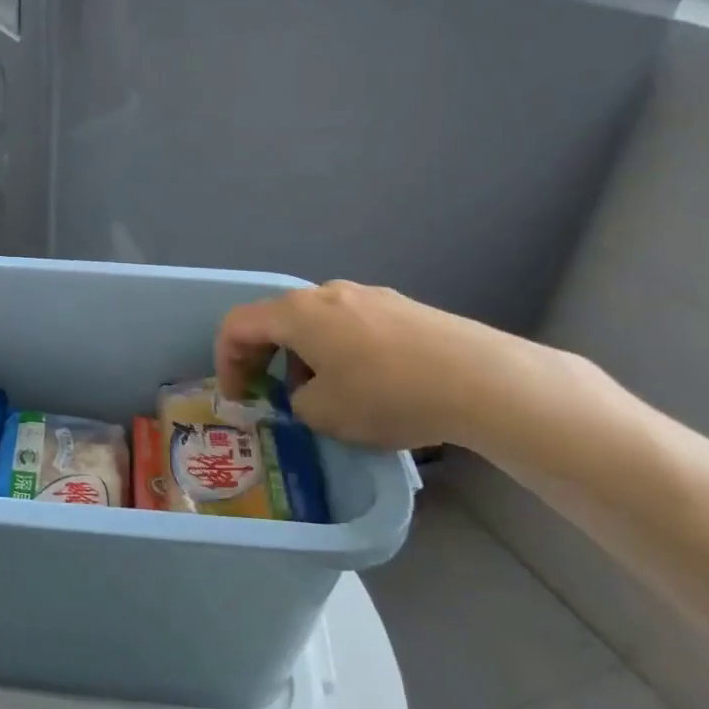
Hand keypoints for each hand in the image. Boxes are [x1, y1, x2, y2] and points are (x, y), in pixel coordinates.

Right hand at [215, 281, 513, 449]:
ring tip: (324, 396)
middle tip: (270, 395)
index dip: (226, 360)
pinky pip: (352, 326)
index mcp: (297, 313)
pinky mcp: (403, 308)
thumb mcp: (324, 414)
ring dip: (303, 356)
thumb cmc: (387, 395)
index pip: (238, 325)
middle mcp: (327, 293)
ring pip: (317, 322)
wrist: (482, 380)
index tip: (237, 396)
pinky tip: (368, 384)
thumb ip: (297, 402)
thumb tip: (308, 394)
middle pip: (277, 319)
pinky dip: (339, 351)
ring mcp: (369, 296)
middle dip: (264, 358)